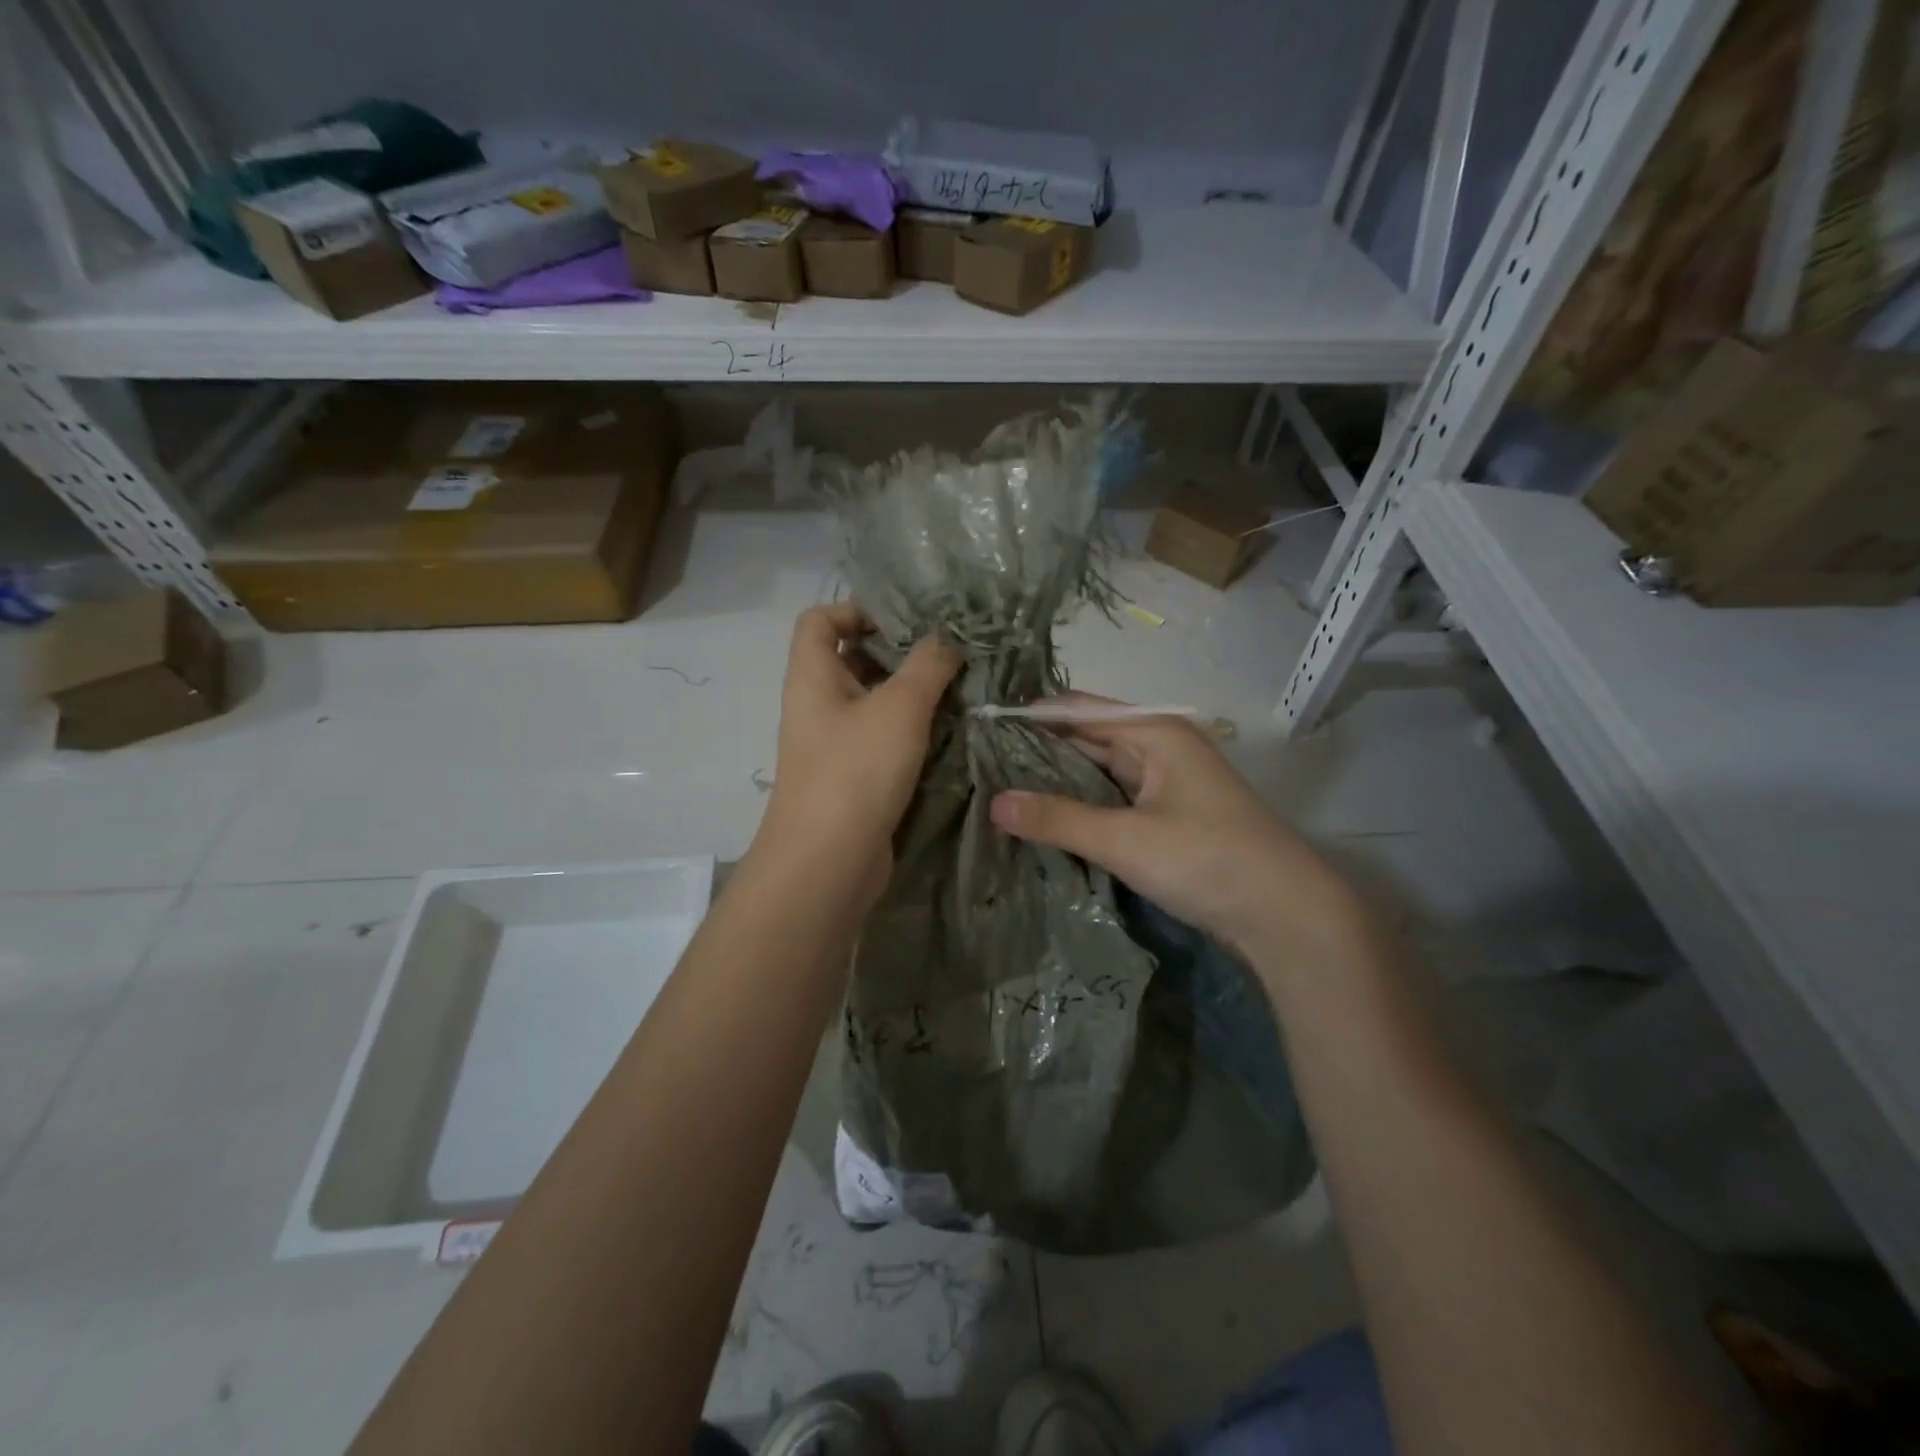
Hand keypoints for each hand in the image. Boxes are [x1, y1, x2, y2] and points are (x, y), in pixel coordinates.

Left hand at [752, 604, 959, 909]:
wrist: (829, 862)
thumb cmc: (856, 770)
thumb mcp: (900, 706)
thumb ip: (928, 664)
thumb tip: (946, 638)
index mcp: (813, 676)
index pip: (820, 619)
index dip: (857, 610)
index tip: (907, 621)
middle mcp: (817, 705)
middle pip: (852, 660)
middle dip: (899, 654)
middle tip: (948, 655)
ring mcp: (834, 744)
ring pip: (873, 703)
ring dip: (912, 696)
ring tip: (959, 691)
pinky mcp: (853, 778)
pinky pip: (882, 741)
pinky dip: (911, 733)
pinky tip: (949, 734)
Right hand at [989, 695, 1370, 965]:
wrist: (1287, 915)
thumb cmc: (1208, 860)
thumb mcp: (1126, 839)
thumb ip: (1058, 819)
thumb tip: (993, 802)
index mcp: (1154, 732)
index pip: (1077, 709)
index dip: (1030, 716)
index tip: (980, 729)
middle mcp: (1160, 746)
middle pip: (1088, 737)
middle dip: (1038, 749)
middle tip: (980, 764)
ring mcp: (1167, 782)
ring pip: (1100, 770)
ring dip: (1058, 780)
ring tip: (1000, 788)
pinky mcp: (1169, 815)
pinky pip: (1113, 798)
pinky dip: (1082, 805)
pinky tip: (1047, 818)